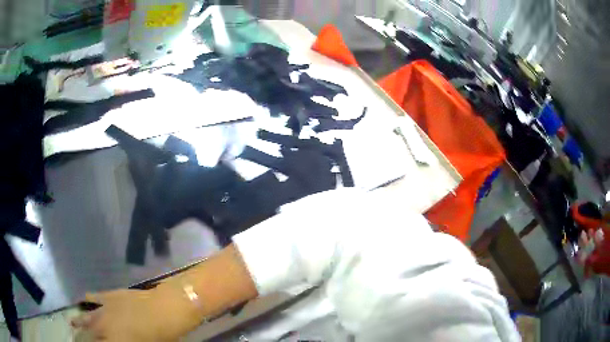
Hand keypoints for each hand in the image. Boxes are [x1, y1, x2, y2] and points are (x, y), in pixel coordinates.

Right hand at [72, 284, 201, 341]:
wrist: (165, 309)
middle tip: (79, 339)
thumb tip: (116, 340)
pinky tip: (82, 300)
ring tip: (72, 323)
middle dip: (84, 337)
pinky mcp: (109, 295)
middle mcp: (104, 327)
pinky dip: (87, 299)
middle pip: (90, 334)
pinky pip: (93, 297)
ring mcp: (104, 309)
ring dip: (80, 321)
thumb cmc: (160, 336)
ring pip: (87, 317)